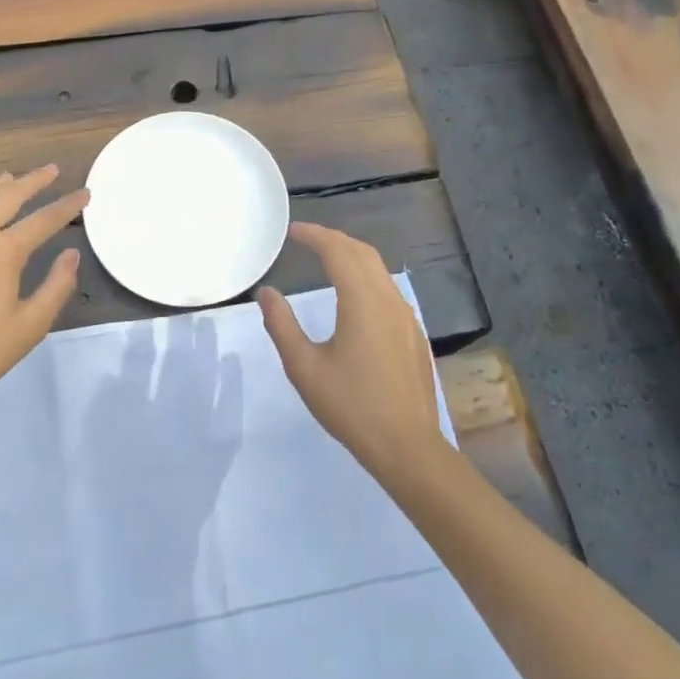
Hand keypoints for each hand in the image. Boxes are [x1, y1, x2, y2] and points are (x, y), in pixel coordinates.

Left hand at [0, 165, 88, 412]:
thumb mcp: (29, 326)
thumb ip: (56, 287)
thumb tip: (71, 255)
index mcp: (4, 251)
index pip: (44, 219)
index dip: (67, 205)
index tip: (85, 192)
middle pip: (7, 196)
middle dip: (33, 180)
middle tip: (51, 170)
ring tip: (9, 177)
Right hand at [257, 223, 443, 480]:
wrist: (408, 447)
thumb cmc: (352, 407)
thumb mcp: (304, 368)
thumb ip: (282, 325)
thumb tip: (266, 293)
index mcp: (362, 301)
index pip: (337, 250)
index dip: (313, 235)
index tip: (291, 231)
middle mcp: (388, 298)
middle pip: (361, 252)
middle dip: (333, 239)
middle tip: (306, 239)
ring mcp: (406, 315)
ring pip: (378, 269)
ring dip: (351, 255)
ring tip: (326, 259)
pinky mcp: (413, 333)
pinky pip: (387, 288)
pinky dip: (365, 276)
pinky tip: (353, 295)